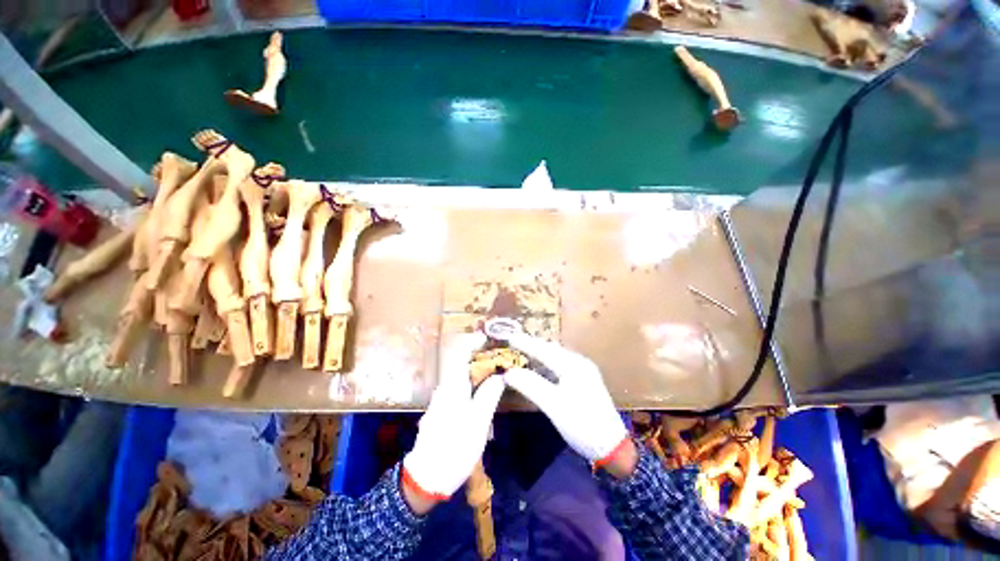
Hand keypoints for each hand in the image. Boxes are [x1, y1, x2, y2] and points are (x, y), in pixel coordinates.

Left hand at [402, 333, 504, 510]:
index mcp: (453, 385)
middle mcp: (445, 387)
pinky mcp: (442, 410)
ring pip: (462, 376)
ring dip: (479, 371)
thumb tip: (500, 374)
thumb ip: (490, 393)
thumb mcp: (479, 421)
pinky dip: (473, 384)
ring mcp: (442, 399)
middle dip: (483, 357)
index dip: (477, 342)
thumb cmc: (455, 446)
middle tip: (503, 360)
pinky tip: (484, 392)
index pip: (463, 353)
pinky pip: (460, 388)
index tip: (493, 339)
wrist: (427, 476)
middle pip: (464, 363)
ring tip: (498, 373)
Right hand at [504, 334, 629, 468]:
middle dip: (532, 345)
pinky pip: (561, 365)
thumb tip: (508, 373)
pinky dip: (547, 364)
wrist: (613, 447)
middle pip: (551, 349)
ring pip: (556, 356)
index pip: (544, 350)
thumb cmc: (582, 425)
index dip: (526, 343)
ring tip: (524, 351)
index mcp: (573, 365)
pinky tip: (540, 369)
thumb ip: (531, 386)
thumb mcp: (554, 405)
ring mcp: (584, 371)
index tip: (509, 337)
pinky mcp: (585, 381)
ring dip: (540, 353)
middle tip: (514, 342)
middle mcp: (579, 363)